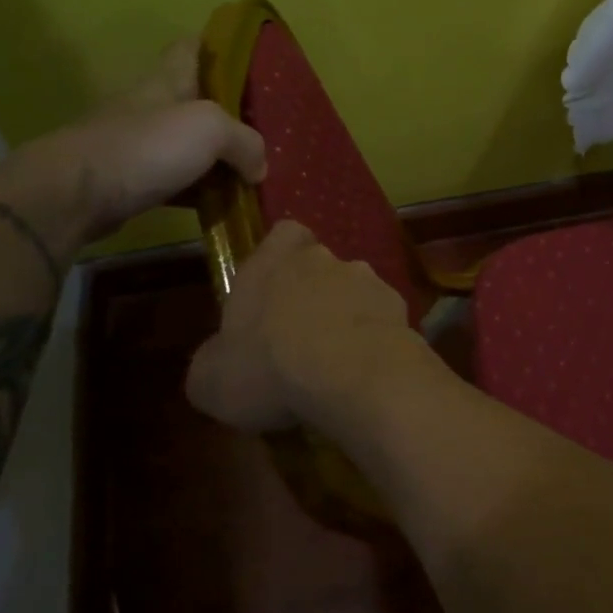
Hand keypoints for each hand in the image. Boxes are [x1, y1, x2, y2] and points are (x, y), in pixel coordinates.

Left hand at [2, 38, 267, 245]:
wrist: (75, 194)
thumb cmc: (145, 146)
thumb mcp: (210, 129)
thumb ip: (246, 142)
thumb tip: (259, 167)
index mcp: (168, 81)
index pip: (191, 48)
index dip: (217, 45)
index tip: (248, 56)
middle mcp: (153, 107)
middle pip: (198, 100)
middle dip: (231, 111)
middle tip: (267, 126)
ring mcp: (142, 146)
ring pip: (191, 146)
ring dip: (220, 157)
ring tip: (256, 170)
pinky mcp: (136, 182)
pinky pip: (181, 182)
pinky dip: (203, 191)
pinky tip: (226, 205)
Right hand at [185, 221, 420, 431]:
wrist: (354, 375)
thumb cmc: (270, 368)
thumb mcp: (211, 379)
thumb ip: (212, 361)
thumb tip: (218, 363)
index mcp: (274, 262)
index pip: (284, 233)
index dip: (279, 256)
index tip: (272, 288)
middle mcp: (325, 260)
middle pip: (321, 266)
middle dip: (314, 295)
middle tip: (300, 339)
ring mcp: (370, 280)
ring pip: (355, 292)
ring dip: (347, 318)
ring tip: (337, 364)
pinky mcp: (402, 308)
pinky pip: (383, 320)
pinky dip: (376, 340)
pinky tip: (366, 373)